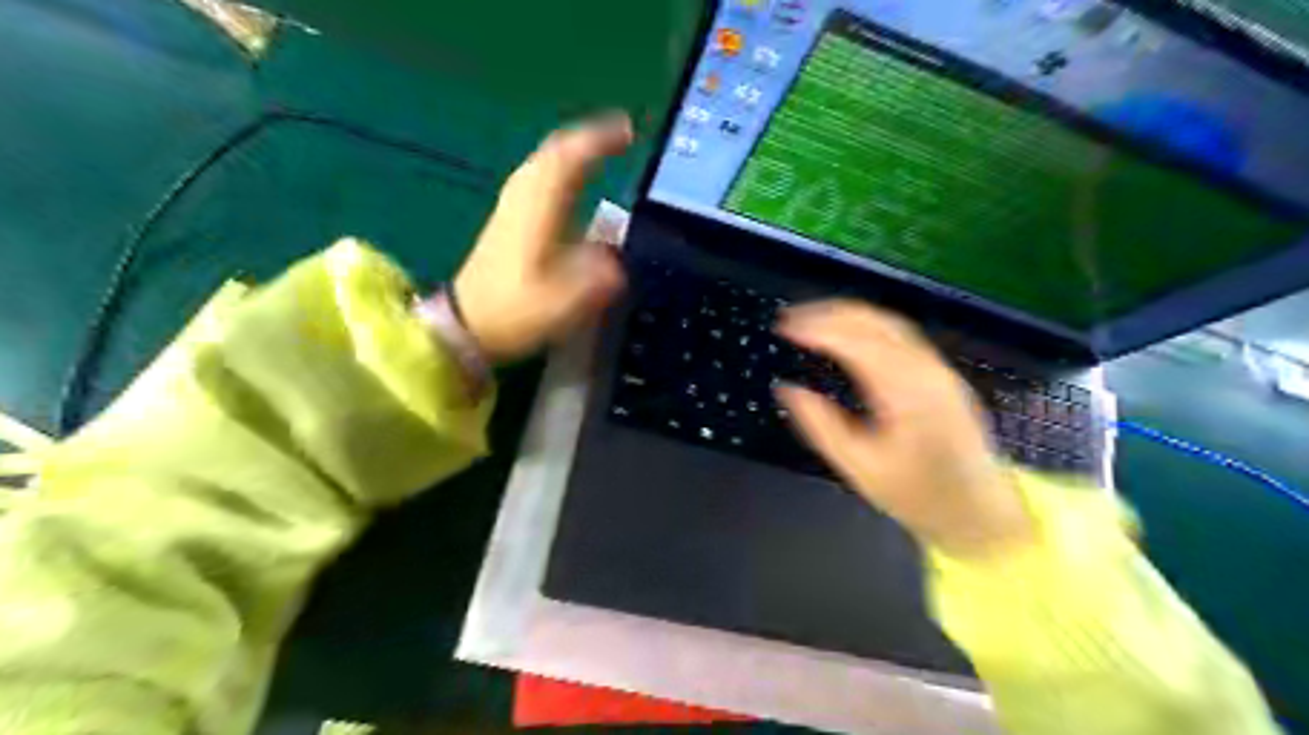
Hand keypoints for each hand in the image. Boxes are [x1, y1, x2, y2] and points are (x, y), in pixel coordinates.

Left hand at [453, 112, 630, 361]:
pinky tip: (569, 183)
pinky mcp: (507, 220)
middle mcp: (524, 197)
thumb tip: (617, 262)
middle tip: (620, 136)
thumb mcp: (567, 301)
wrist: (466, 325)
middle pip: (554, 152)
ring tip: (600, 152)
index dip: (600, 140)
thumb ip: (600, 277)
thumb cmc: (516, 311)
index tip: (630, 131)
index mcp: (539, 208)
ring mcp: (511, 207)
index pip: (570, 158)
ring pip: (543, 163)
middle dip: (588, 138)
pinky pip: (537, 178)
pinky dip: (558, 170)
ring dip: (572, 152)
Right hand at [770, 302, 1039, 558]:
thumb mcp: (860, 467)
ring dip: (847, 315)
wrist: (981, 512)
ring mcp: (938, 368)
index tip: (783, 327)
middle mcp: (926, 369)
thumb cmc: (918, 495)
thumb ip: (821, 425)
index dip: (816, 327)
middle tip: (790, 319)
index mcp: (906, 391)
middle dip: (828, 312)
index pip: (855, 340)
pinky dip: (865, 325)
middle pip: (873, 320)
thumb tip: (788, 389)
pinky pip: (899, 334)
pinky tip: (846, 335)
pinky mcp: (940, 373)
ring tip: (810, 321)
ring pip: (888, 322)